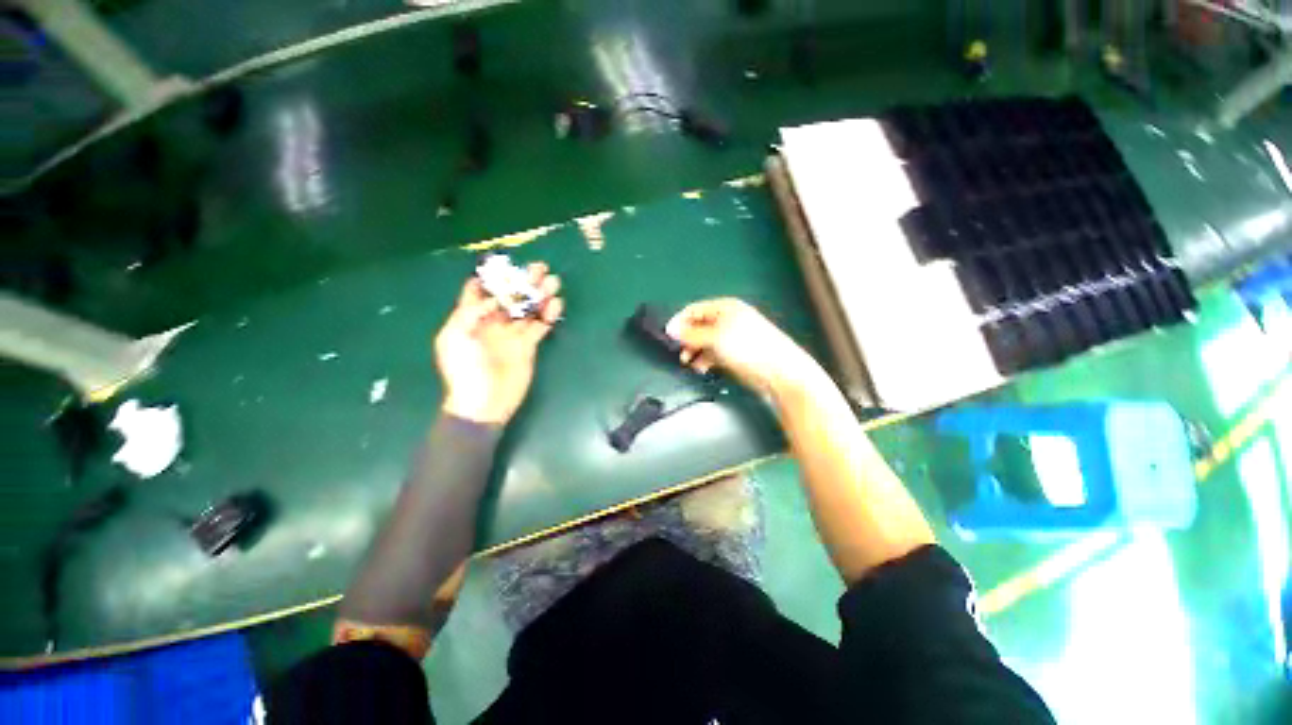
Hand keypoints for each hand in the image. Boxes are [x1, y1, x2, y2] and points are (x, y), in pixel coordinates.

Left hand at [436, 263, 562, 424]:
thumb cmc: (464, 370)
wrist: (483, 402)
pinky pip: (540, 325)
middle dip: (523, 281)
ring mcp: (512, 333)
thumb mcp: (454, 337)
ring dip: (540, 295)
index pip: (479, 291)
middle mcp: (493, 322)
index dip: (490, 277)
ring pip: (528, 308)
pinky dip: (548, 314)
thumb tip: (492, 298)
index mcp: (471, 318)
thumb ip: (470, 312)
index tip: (504, 265)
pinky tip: (556, 303)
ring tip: (553, 282)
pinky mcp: (528, 345)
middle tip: (540, 268)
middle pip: (510, 296)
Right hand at [666, 298, 819, 395]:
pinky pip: (713, 354)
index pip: (694, 310)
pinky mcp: (735, 354)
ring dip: (694, 352)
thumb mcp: (716, 338)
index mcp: (724, 308)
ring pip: (704, 342)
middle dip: (687, 339)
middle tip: (680, 353)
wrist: (779, 372)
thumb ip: (692, 334)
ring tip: (689, 363)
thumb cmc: (747, 348)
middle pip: (698, 326)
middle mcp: (727, 320)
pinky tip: (701, 369)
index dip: (679, 322)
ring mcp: (731, 338)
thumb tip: (670, 329)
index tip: (667, 337)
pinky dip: (705, 360)